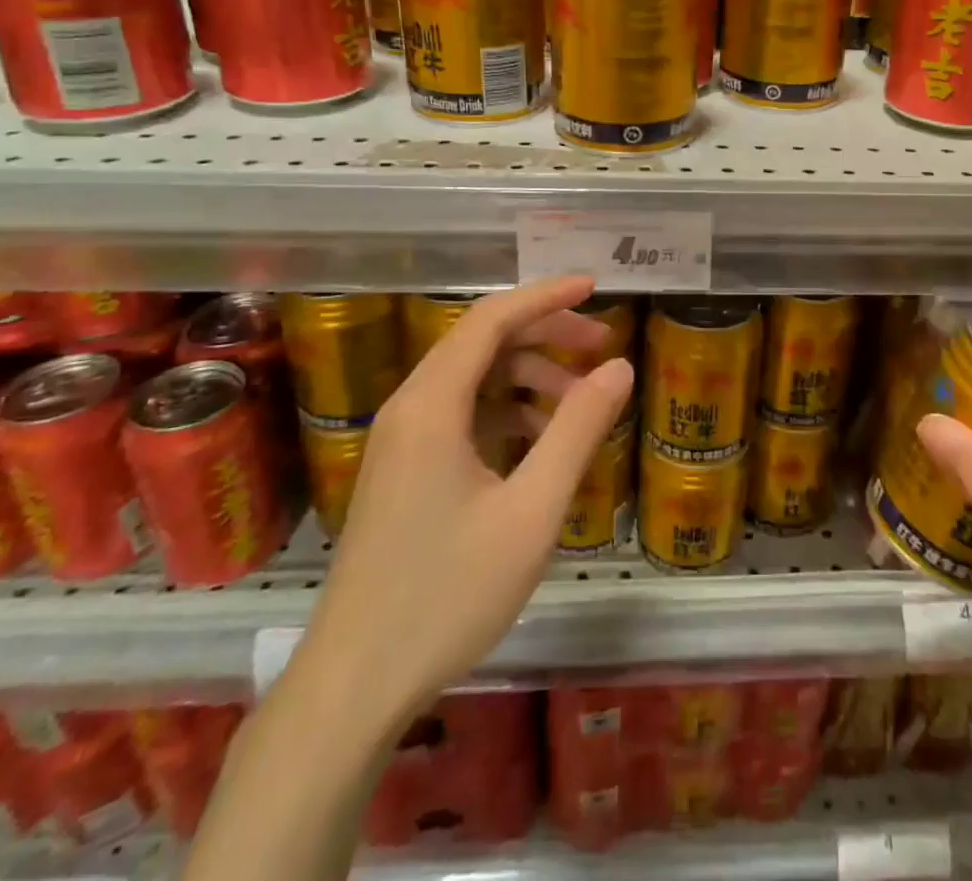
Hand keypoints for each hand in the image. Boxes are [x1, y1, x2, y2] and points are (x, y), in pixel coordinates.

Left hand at [298, 277, 632, 720]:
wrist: (353, 685)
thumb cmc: (447, 595)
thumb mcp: (531, 511)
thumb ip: (577, 431)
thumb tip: (618, 367)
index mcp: (431, 404)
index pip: (492, 318)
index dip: (546, 296)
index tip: (595, 286)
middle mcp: (410, 408)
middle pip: (482, 342)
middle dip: (545, 334)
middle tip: (602, 346)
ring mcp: (401, 441)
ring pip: (473, 380)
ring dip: (528, 377)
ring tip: (580, 403)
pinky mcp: (403, 471)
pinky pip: (461, 415)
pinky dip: (506, 412)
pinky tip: (541, 445)